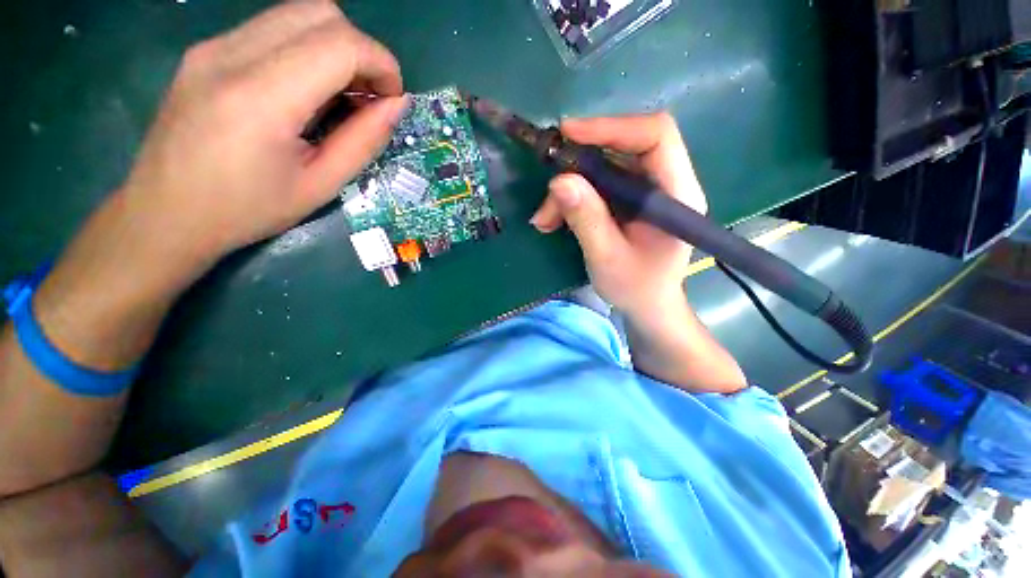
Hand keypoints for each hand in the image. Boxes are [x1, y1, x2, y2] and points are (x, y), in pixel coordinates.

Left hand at [119, 0, 406, 271]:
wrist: (164, 214)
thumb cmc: (248, 210)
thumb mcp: (321, 185)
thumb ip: (363, 141)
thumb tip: (397, 105)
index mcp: (262, 98)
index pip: (340, 43)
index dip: (382, 64)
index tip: (393, 100)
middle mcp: (232, 54)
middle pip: (320, 12)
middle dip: (361, 50)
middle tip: (368, 97)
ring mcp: (213, 46)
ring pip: (297, 13)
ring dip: (335, 48)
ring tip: (340, 96)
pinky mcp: (206, 51)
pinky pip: (272, 29)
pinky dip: (306, 50)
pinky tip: (305, 91)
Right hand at [530, 113, 707, 319]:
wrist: (647, 305)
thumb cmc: (635, 287)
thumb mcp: (607, 257)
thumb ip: (586, 219)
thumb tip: (559, 181)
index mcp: (677, 194)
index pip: (656, 136)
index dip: (612, 128)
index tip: (569, 134)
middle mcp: (667, 184)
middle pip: (624, 148)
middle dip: (580, 164)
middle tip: (550, 188)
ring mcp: (648, 191)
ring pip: (605, 168)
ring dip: (570, 188)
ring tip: (545, 219)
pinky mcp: (631, 200)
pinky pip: (599, 185)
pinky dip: (573, 199)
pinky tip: (554, 220)